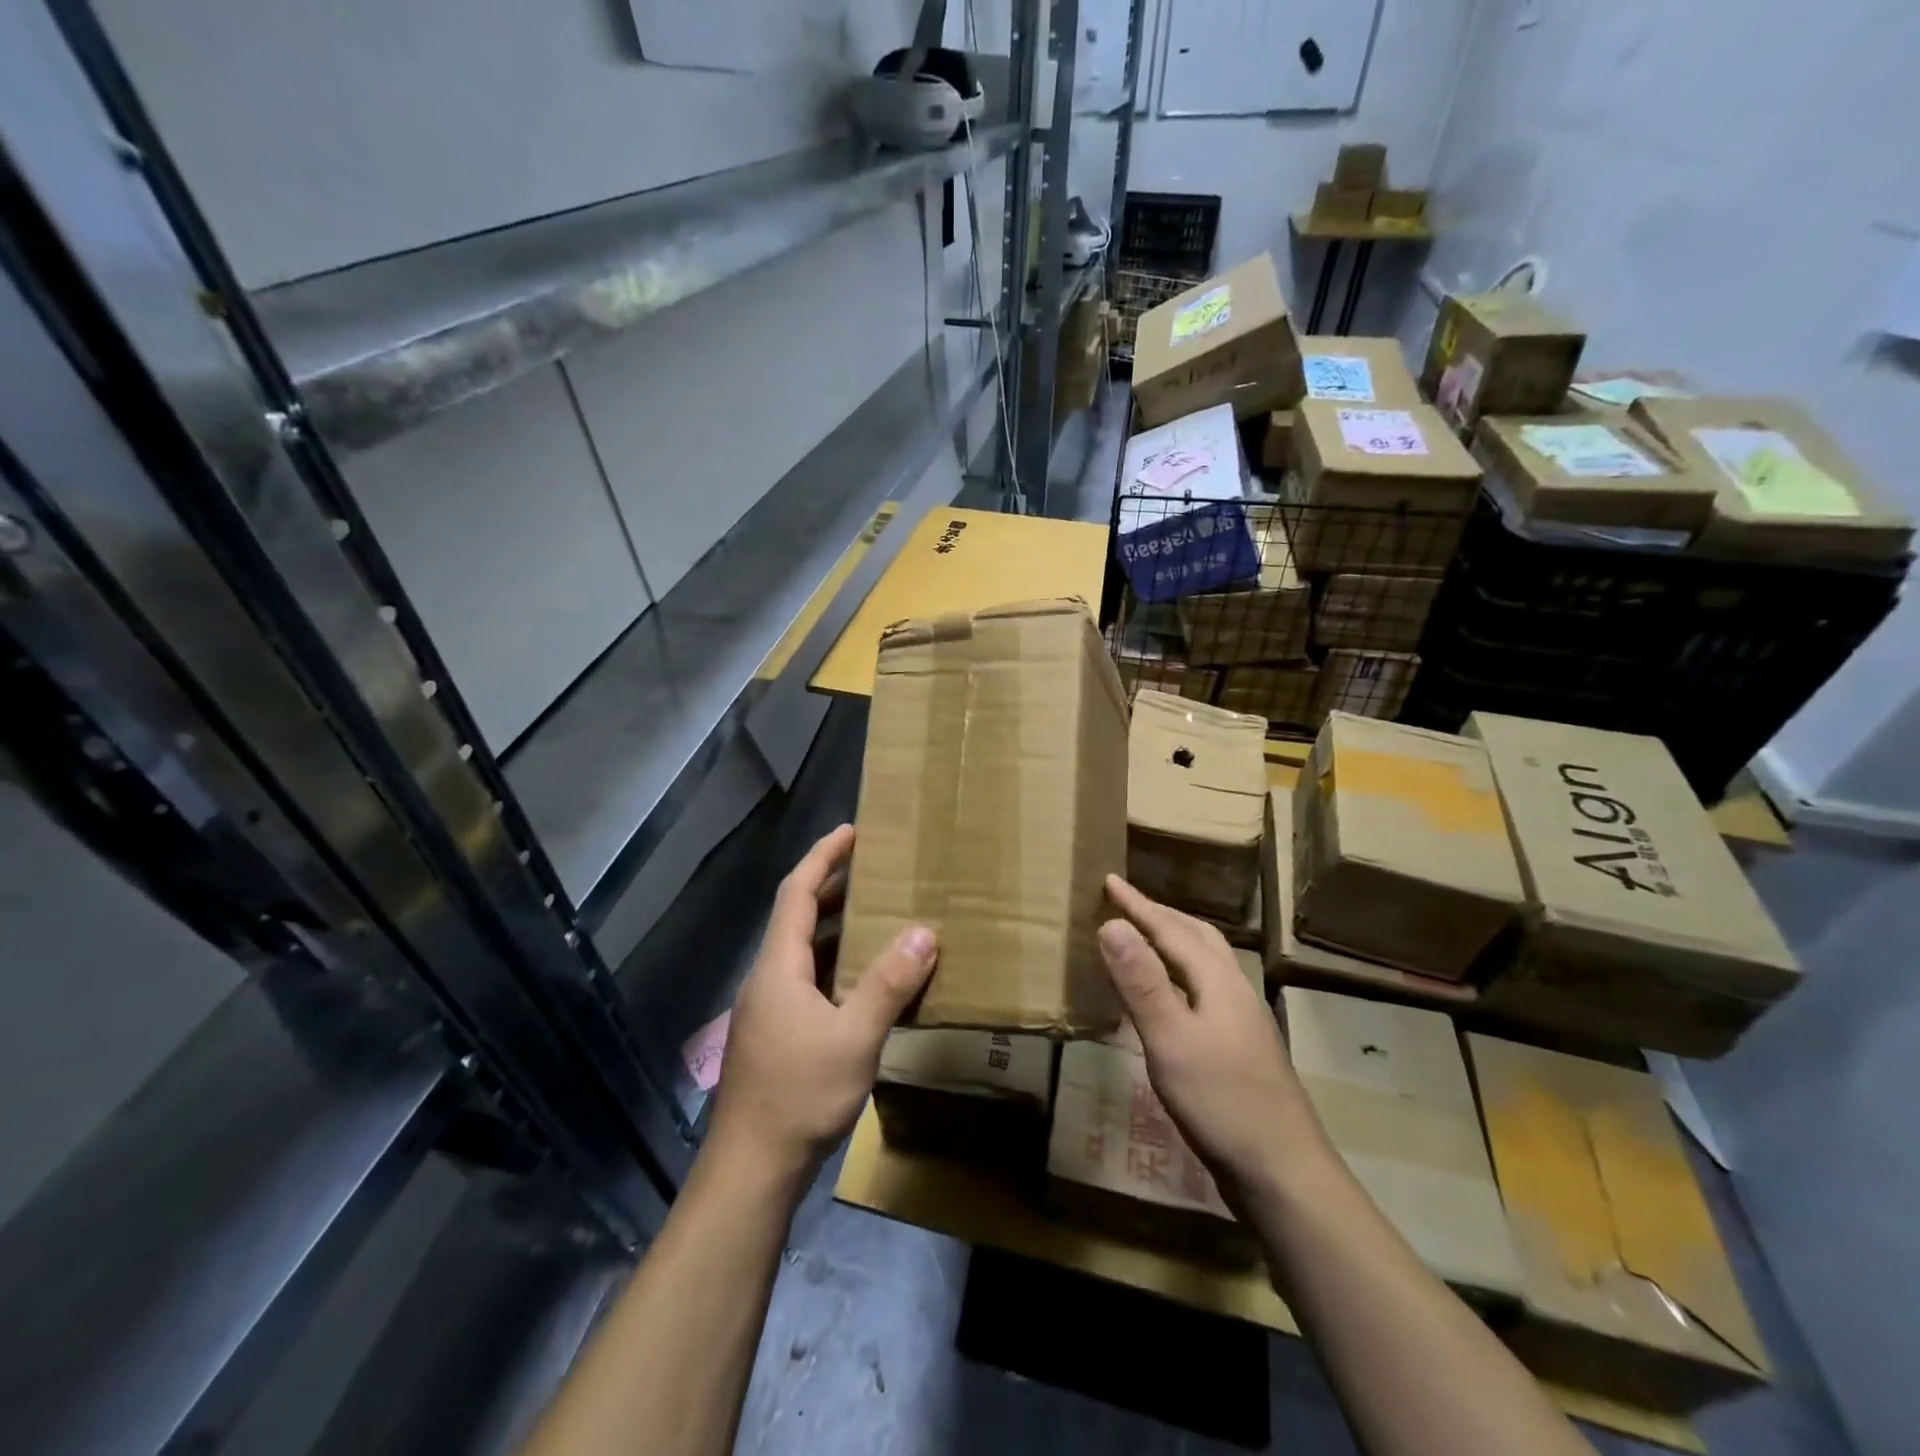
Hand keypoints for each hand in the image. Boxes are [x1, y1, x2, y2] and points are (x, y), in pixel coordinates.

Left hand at [707, 825, 937, 1183]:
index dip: (823, 857)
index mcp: (778, 966)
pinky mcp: (776, 1036)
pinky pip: (808, 980)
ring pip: (803, 952)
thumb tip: (925, 932)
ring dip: (835, 928)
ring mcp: (769, 1009)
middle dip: (832, 887)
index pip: (797, 892)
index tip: (851, 832)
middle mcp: (768, 978)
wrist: (750, 1169)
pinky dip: (835, 965)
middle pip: (797, 917)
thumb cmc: (800, 1094)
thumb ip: (889, 983)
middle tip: (873, 869)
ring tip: (877, 916)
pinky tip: (864, 982)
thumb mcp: (855, 1037)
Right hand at [1097, 875, 1327, 1199]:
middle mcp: (1234, 990)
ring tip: (1147, 939)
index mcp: (1218, 981)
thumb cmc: (1221, 1102)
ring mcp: (1243, 1021)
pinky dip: (1181, 974)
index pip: (1171, 929)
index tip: (1109, 881)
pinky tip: (1171, 998)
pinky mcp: (1242, 1048)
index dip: (1138, 905)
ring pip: (1207, 963)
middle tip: (1127, 903)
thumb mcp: (1170, 1039)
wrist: (1284, 1173)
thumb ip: (1141, 982)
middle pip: (1197, 937)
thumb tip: (1112, 923)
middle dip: (1160, 915)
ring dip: (1175, 941)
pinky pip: (1206, 988)